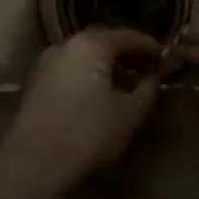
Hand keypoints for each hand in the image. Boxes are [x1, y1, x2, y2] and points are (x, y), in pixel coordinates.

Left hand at [0, 27, 161, 198]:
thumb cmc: (87, 133)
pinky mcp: (37, 82)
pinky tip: (97, 99)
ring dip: (106, 67)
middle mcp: (69, 43)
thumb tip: (154, 79)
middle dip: (127, 56)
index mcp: (93, 43)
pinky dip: (88, 76)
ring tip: (124, 88)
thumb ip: (147, 92)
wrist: (33, 162)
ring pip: (86, 56)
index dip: (149, 46)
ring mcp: (49, 61)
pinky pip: (71, 70)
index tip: (165, 57)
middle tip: (146, 71)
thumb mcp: (129, 115)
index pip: (128, 36)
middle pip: (105, 42)